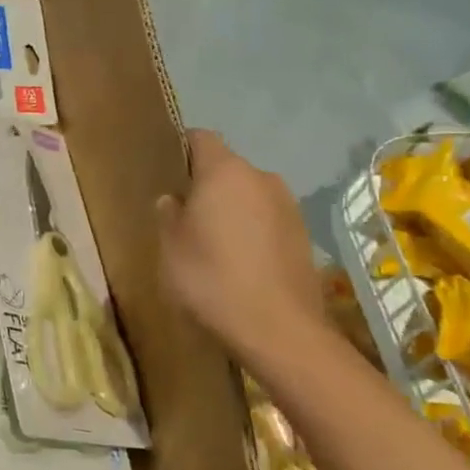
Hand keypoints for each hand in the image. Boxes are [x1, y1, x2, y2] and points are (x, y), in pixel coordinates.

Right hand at [155, 129, 327, 361]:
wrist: (280, 330)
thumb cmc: (212, 279)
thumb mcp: (171, 247)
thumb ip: (168, 215)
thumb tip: (173, 200)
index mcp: (225, 172)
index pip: (201, 138)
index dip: (181, 149)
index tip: (166, 172)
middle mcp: (261, 178)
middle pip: (226, 168)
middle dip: (206, 185)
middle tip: (184, 215)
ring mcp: (288, 206)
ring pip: (248, 194)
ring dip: (231, 209)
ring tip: (212, 242)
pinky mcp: (303, 234)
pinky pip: (267, 219)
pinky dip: (252, 230)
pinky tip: (239, 261)